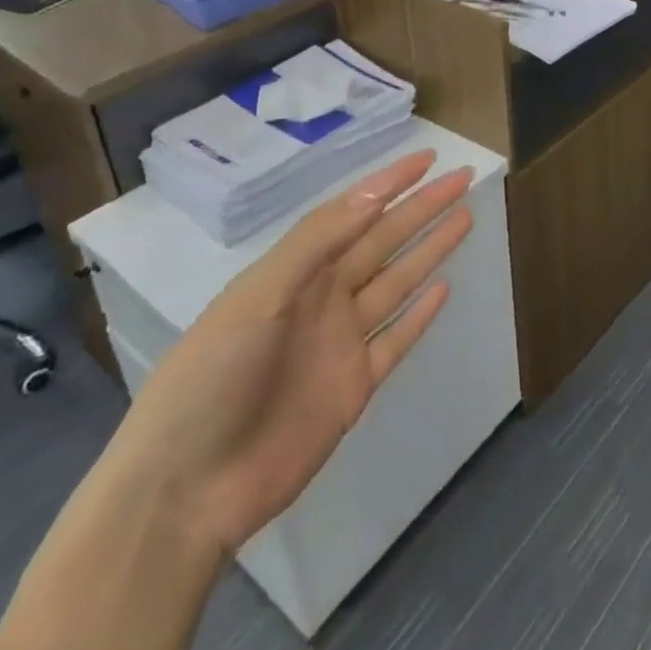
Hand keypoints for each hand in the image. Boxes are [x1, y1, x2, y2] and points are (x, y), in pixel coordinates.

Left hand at [107, 150, 473, 554]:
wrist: (186, 491)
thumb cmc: (212, 378)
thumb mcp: (259, 297)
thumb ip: (317, 243)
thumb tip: (374, 193)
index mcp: (295, 271)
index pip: (353, 213)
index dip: (390, 183)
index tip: (428, 158)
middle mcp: (322, 298)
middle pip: (383, 241)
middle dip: (422, 208)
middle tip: (462, 178)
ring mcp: (341, 342)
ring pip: (397, 281)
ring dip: (429, 249)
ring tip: (464, 217)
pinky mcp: (355, 386)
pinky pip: (397, 339)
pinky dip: (421, 314)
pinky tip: (444, 288)